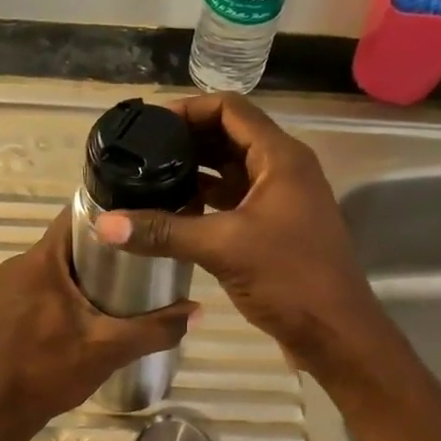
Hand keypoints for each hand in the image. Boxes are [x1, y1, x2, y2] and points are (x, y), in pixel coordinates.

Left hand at [0, 207, 196, 436]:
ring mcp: (7, 287)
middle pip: (68, 241)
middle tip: (140, 263)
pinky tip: (87, 313)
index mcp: (40, 261)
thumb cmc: (50, 371)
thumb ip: (156, 328)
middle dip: (103, 249)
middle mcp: (19, 264)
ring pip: (54, 265)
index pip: (76, 216)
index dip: (110, 217)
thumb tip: (198, 311)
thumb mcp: (111, 349)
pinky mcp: (4, 307)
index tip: (140, 228)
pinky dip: (65, 290)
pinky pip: (41, 284)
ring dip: (84, 272)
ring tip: (120, 288)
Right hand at [95, 93, 389, 380]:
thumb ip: (163, 232)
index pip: (230, 109)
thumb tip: (105, 224)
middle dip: (186, 141)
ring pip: (230, 171)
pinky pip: (234, 201)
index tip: (149, 125)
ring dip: (194, 172)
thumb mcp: (222, 248)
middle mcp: (283, 170)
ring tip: (149, 180)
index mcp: (280, 158)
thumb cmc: (289, 279)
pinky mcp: (274, 228)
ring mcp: (281, 200)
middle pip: (229, 137)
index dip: (188, 109)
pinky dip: (205, 202)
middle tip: (140, 153)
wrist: (334, 332)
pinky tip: (173, 214)